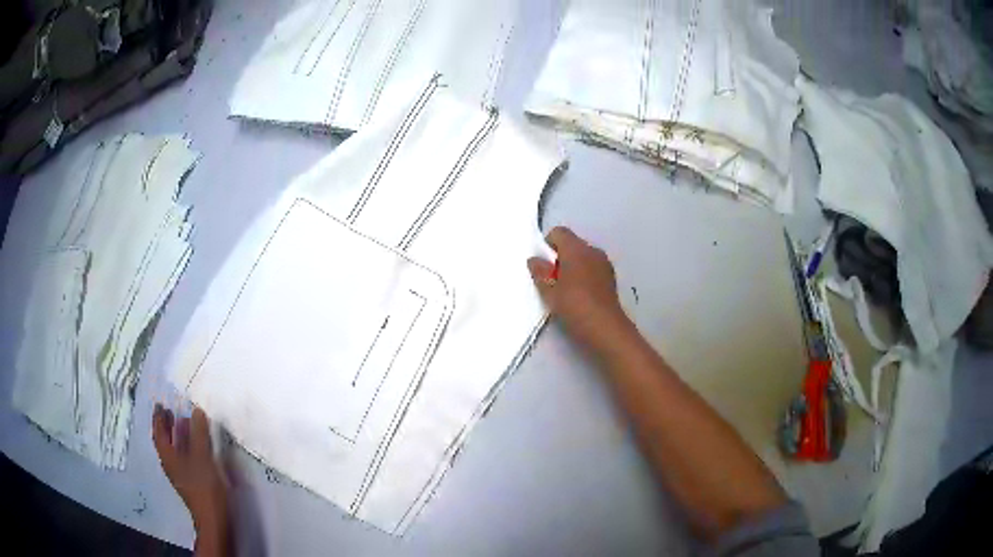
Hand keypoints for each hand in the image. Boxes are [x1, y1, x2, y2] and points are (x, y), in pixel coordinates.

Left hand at [153, 404, 228, 552]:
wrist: (214, 519)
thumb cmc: (204, 487)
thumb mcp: (202, 457)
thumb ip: (199, 434)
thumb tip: (196, 410)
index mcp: (168, 457)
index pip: (159, 433)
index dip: (159, 418)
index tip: (160, 404)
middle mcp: (171, 464)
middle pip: (166, 441)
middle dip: (168, 426)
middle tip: (172, 411)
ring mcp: (181, 474)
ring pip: (176, 450)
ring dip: (179, 436)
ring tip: (186, 424)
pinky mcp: (191, 481)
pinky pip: (185, 458)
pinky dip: (187, 447)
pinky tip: (197, 446)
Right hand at [528, 226, 631, 351]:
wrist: (606, 328)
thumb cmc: (574, 306)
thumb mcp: (549, 292)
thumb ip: (540, 272)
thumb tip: (535, 259)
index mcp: (577, 249)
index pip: (559, 232)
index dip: (547, 245)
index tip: (543, 264)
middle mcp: (593, 251)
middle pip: (572, 244)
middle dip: (559, 258)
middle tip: (551, 280)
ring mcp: (605, 264)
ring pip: (583, 257)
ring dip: (573, 267)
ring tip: (565, 290)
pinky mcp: (611, 279)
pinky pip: (593, 269)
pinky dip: (584, 276)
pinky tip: (579, 296)